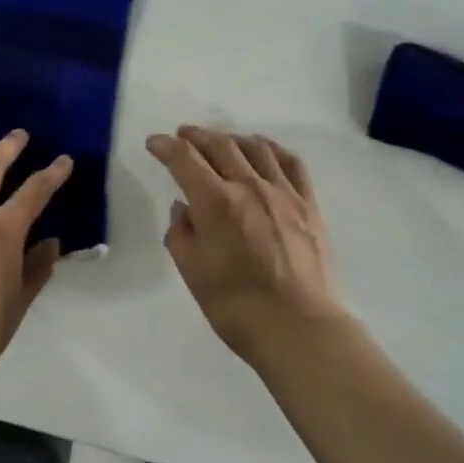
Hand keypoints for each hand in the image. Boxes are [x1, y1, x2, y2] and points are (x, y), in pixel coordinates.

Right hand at [145, 126, 352, 368]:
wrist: (298, 328)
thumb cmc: (236, 306)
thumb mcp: (193, 273)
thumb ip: (182, 234)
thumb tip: (184, 209)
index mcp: (215, 202)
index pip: (185, 159)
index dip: (166, 146)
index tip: (155, 143)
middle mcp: (249, 186)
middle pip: (220, 145)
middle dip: (197, 136)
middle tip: (184, 134)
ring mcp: (283, 192)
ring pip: (256, 148)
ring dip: (232, 137)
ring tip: (221, 140)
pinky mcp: (308, 204)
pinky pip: (291, 163)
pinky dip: (272, 148)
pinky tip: (264, 149)